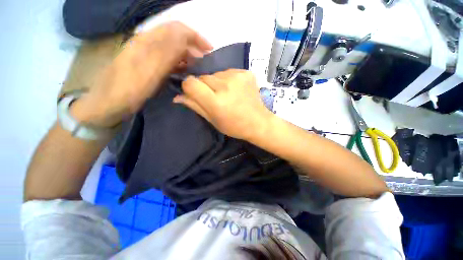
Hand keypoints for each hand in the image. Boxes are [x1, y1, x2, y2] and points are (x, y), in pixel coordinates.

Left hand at [71, 21, 212, 126]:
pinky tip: (185, 71)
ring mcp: (147, 54)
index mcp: (147, 41)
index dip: (195, 36)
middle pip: (175, 37)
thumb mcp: (148, 72)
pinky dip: (180, 63)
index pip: (176, 29)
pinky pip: (168, 59)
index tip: (209, 50)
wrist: (107, 104)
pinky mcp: (148, 65)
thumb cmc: (127, 90)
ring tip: (199, 67)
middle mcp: (147, 43)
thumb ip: (166, 53)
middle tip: (206, 61)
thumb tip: (184, 37)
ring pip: (173, 48)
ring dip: (188, 55)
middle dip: (194, 46)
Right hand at [173, 69, 273, 139]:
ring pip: (215, 74)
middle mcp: (226, 86)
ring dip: (216, 83)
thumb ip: (195, 106)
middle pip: (203, 77)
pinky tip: (235, 89)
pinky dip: (228, 80)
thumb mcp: (213, 120)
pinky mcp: (246, 73)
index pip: (191, 83)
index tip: (195, 94)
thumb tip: (178, 96)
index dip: (190, 88)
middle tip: (215, 98)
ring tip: (227, 94)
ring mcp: (238, 77)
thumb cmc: (234, 126)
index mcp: (216, 102)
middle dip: (205, 87)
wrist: (258, 122)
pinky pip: (228, 72)